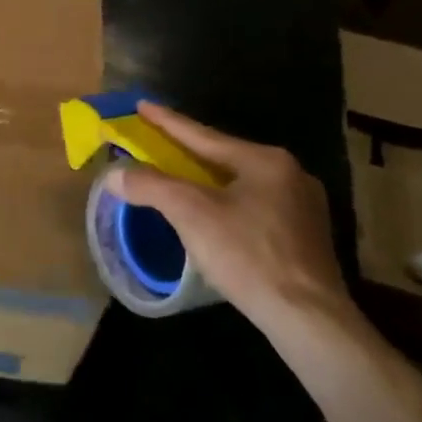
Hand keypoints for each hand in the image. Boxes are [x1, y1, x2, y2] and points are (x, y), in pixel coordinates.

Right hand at [108, 102, 358, 338]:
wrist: (307, 316)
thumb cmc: (247, 255)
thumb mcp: (191, 214)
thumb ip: (151, 186)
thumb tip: (114, 174)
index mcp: (264, 160)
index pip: (203, 135)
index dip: (167, 122)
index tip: (142, 105)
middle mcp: (289, 174)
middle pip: (224, 157)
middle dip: (188, 152)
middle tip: (157, 144)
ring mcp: (303, 206)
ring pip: (241, 184)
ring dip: (208, 181)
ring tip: (181, 179)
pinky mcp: (305, 237)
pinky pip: (255, 207)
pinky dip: (227, 204)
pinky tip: (215, 217)